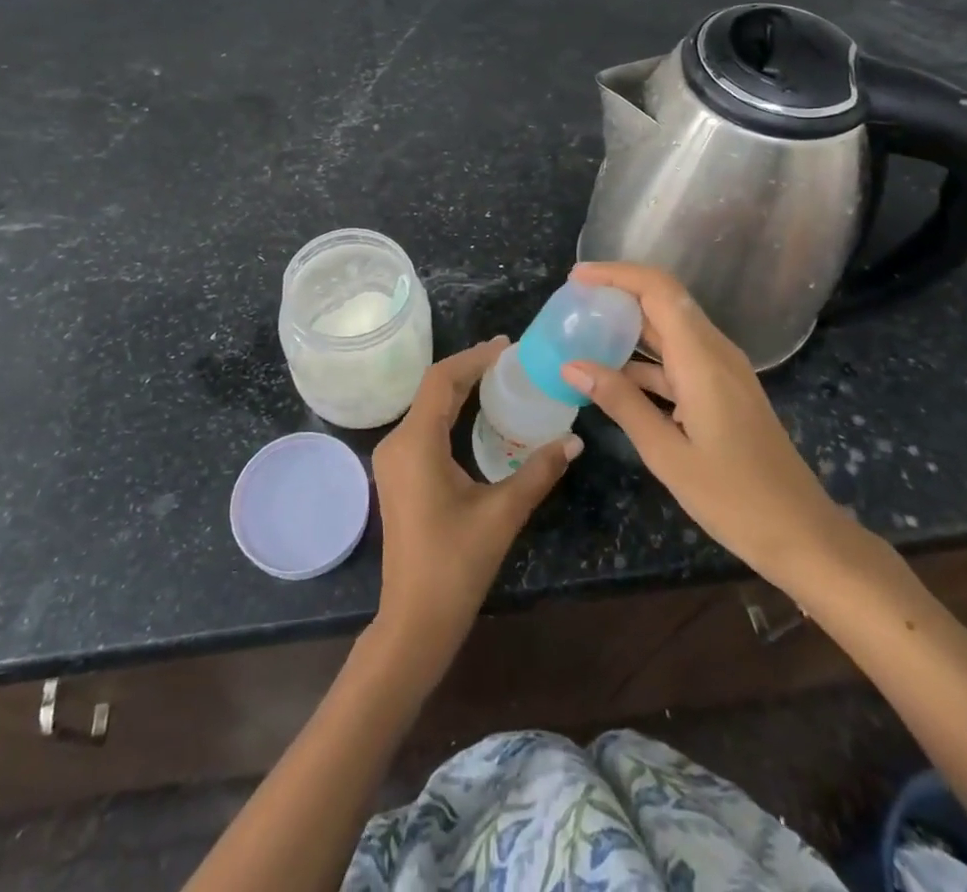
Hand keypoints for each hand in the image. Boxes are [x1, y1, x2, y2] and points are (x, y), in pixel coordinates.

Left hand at [370, 338, 580, 688]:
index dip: (473, 358)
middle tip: (510, 360)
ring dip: (459, 390)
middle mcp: (397, 442)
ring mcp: (393, 460)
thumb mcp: (502, 513)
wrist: (414, 620)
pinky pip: (424, 428)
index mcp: (416, 442)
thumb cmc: (456, 564)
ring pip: (426, 408)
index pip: (441, 380)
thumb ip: (538, 471)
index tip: (506, 346)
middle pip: (433, 390)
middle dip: (469, 370)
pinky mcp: (398, 475)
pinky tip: (477, 417)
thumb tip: (574, 439)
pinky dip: (450, 413)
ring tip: (499, 380)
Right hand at [563, 262, 857, 587]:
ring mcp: (723, 372)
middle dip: (617, 295)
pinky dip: (644, 360)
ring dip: (628, 327)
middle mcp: (715, 353)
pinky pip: (678, 358)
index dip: (616, 274)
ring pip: (670, 330)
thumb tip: (571, 365)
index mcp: (702, 359)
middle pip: (664, 301)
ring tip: (583, 337)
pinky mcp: (723, 391)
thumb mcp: (666, 454)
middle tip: (572, 304)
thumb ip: (620, 403)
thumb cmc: (734, 498)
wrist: (802, 534)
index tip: (576, 278)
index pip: (658, 290)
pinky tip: (614, 378)